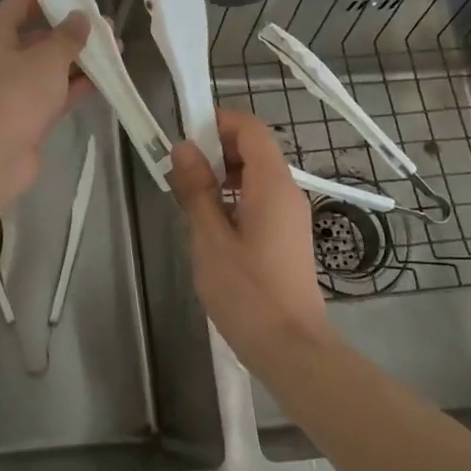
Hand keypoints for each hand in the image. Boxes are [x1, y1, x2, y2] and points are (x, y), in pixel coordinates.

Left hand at [0, 0, 92, 198]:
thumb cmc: (16, 94)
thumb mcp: (48, 58)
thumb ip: (68, 36)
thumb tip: (80, 17)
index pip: (20, 5)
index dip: (50, 0)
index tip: (80, 0)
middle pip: (37, 37)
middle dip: (72, 34)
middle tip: (107, 30)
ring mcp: (11, 88)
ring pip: (48, 67)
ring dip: (78, 61)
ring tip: (115, 52)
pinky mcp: (24, 114)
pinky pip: (53, 93)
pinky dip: (75, 86)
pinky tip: (105, 80)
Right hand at [169, 109, 333, 369]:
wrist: (291, 347)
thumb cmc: (247, 292)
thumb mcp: (210, 239)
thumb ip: (196, 190)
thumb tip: (183, 147)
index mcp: (271, 184)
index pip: (250, 128)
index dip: (217, 122)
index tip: (183, 137)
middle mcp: (287, 191)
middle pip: (254, 148)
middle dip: (215, 149)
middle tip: (179, 171)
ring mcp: (290, 214)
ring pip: (255, 175)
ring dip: (222, 175)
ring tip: (189, 198)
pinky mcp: (287, 236)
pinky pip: (259, 198)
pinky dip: (233, 197)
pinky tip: (210, 224)